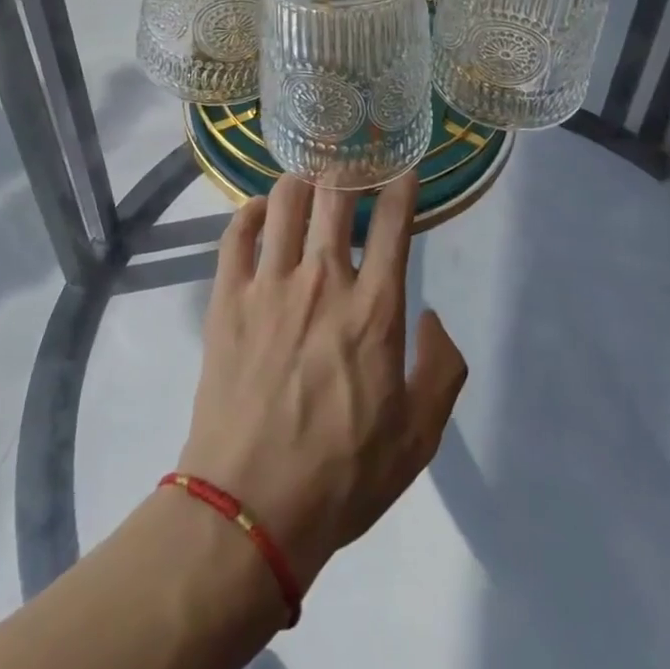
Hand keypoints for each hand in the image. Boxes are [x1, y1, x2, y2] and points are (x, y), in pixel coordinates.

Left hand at [177, 173, 467, 591]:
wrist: (250, 507)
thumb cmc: (342, 475)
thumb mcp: (419, 438)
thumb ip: (442, 370)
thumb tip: (433, 318)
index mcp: (374, 310)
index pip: (393, 224)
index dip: (401, 187)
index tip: (403, 170)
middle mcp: (322, 280)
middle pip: (336, 196)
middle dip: (349, 168)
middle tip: (353, 160)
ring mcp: (269, 284)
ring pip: (285, 201)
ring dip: (302, 179)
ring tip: (310, 176)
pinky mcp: (227, 297)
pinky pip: (237, 233)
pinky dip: (252, 211)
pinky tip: (262, 209)